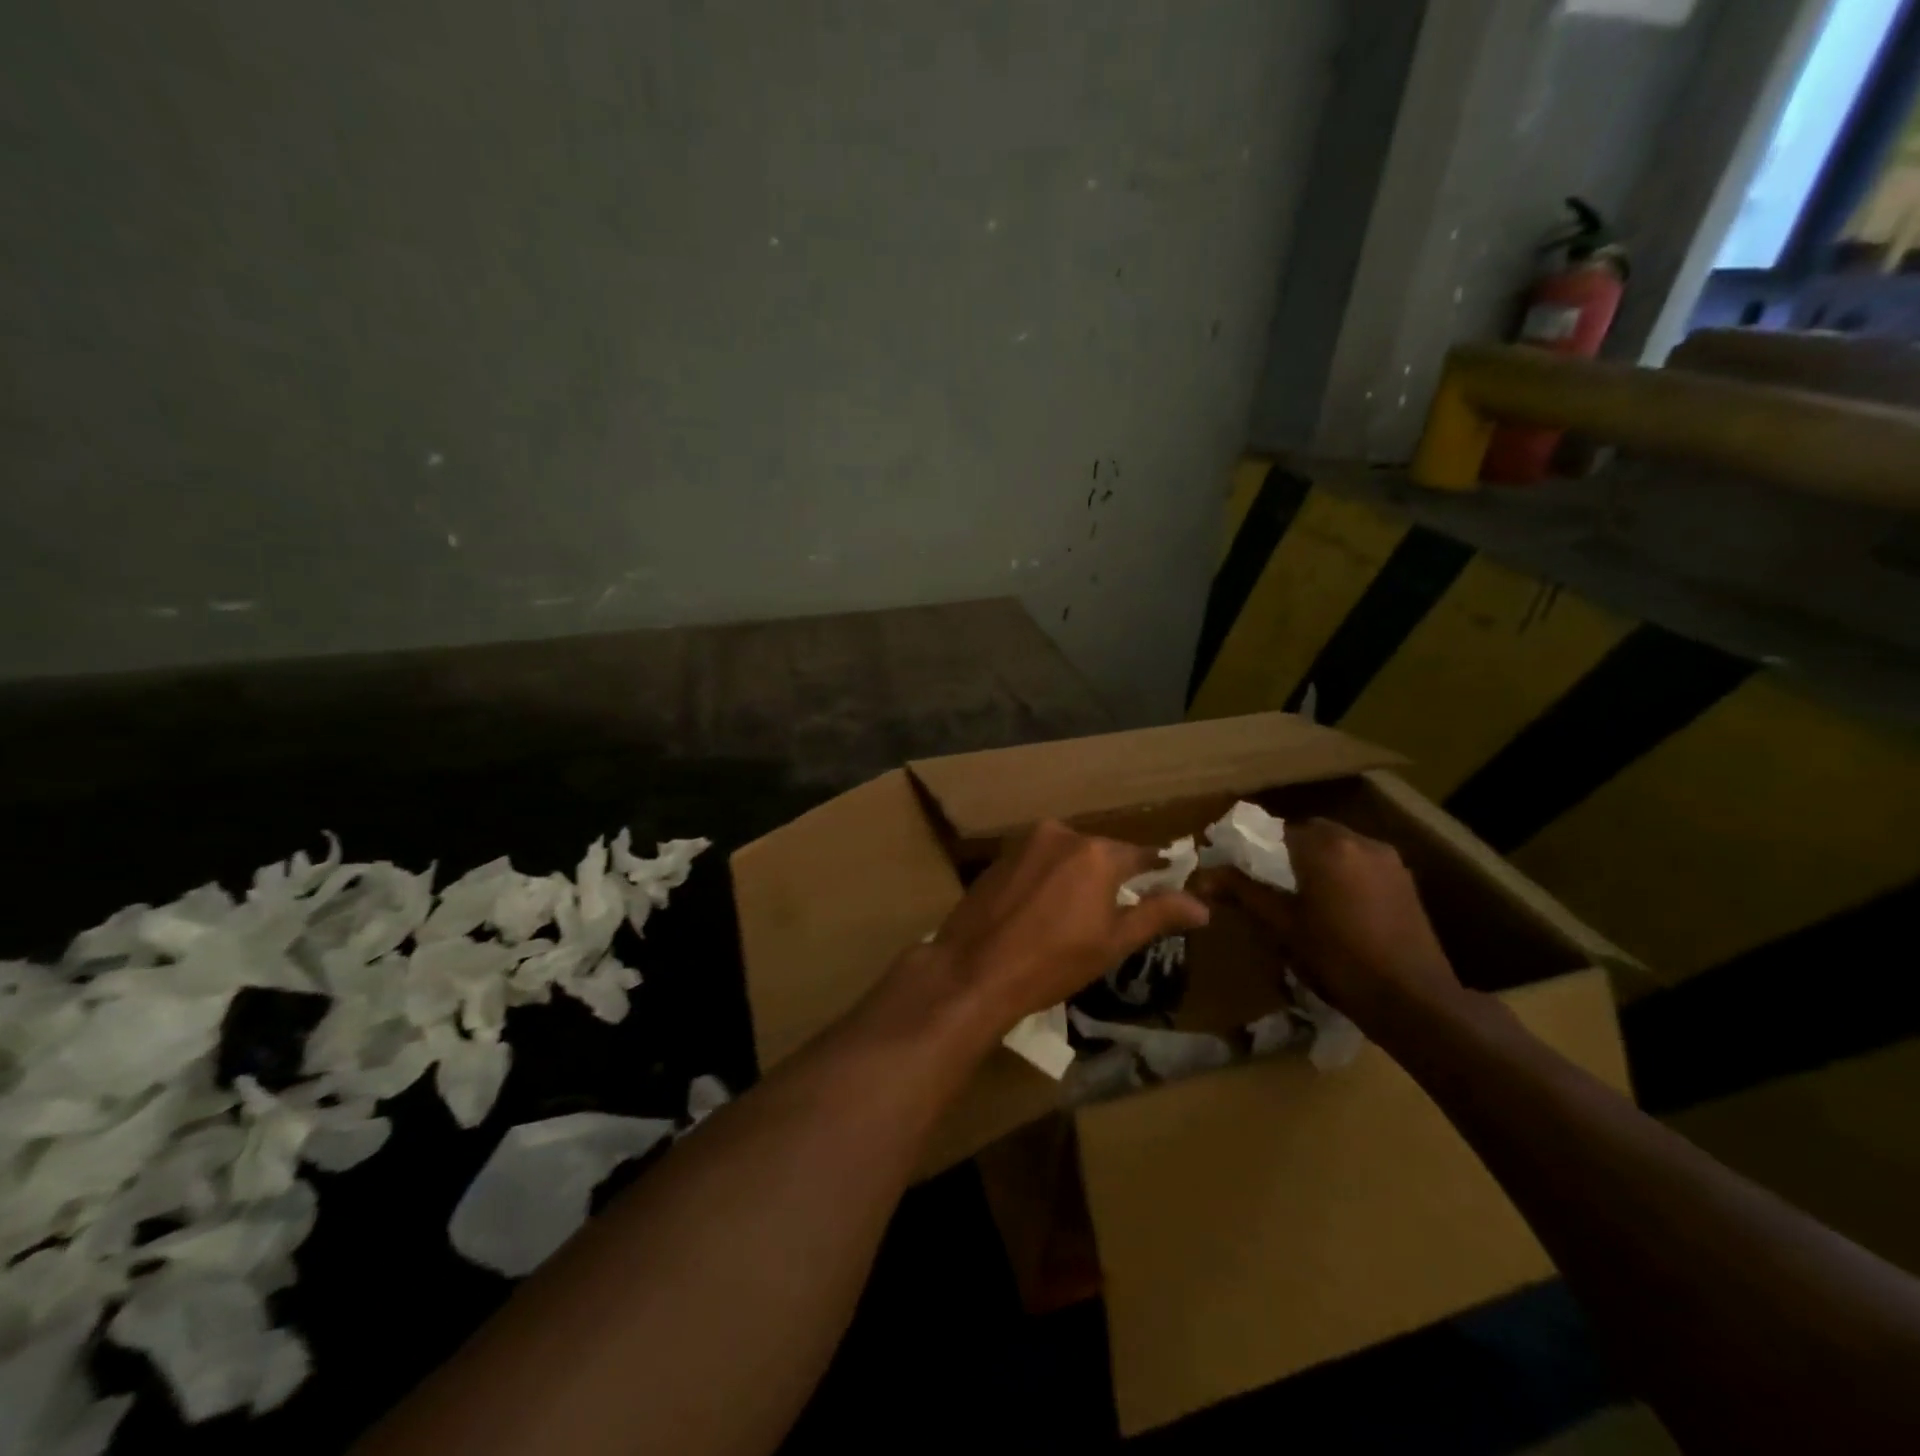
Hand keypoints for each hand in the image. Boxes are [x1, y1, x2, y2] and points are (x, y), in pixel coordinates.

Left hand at [904, 819, 1208, 1042]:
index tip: (1167, 885)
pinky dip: (1049, 878)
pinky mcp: (1001, 856)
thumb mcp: (1113, 942)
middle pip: (1102, 852)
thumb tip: (1202, 905)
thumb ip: (1158, 914)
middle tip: (1117, 911)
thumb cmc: (1053, 962)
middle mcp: (1062, 834)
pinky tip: (1043, 910)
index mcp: (1096, 852)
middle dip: (1113, 877)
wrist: (974, 969)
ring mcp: (1026, 842)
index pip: (1141, 855)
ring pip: (1068, 855)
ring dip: (1079, 876)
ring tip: (1078, 914)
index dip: (1157, 872)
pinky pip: (1039, 861)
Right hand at [1200, 818, 1462, 1031]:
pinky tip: (1339, 907)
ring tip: (1306, 897)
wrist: (1413, 999)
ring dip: (1319, 861)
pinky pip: (1363, 863)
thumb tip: (1201, 876)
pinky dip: (1345, 873)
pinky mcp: (1406, 880)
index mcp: (1324, 847)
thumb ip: (1243, 892)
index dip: (1257, 849)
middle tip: (1274, 884)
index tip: (1246, 872)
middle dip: (1290, 852)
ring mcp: (1387, 859)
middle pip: (1311, 833)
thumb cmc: (1338, 959)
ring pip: (1340, 846)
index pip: (1277, 830)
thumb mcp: (1282, 926)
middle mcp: (1358, 841)